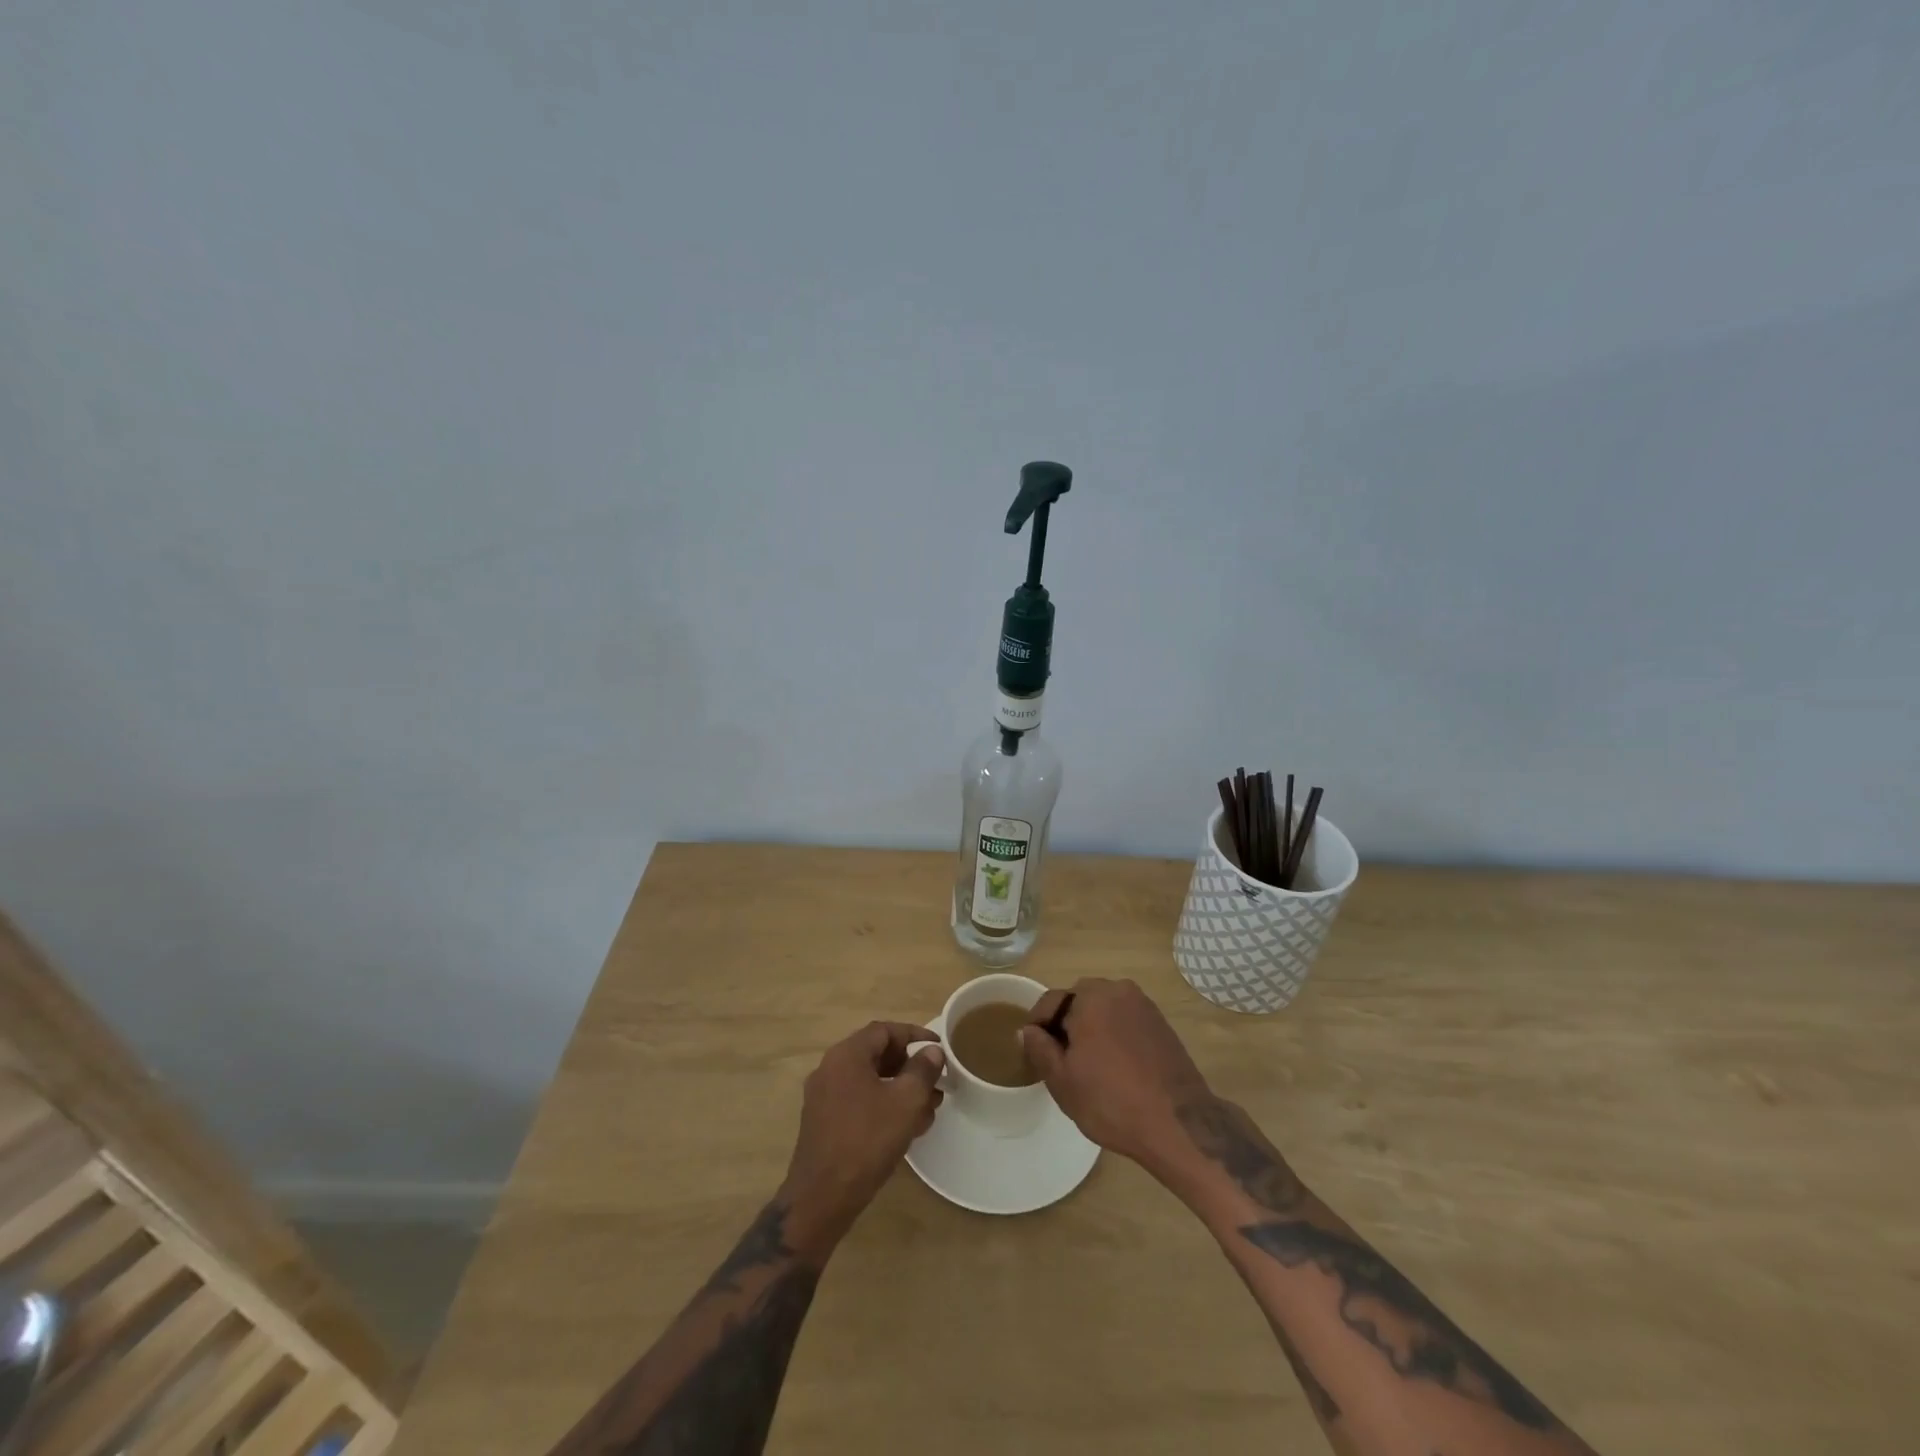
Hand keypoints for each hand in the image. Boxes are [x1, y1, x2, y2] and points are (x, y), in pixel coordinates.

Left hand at [780, 1021, 944, 1253]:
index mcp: (846, 1055)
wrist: (821, 1198)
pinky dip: (883, 1106)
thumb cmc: (866, 1141)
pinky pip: (859, 1102)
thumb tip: (931, 1052)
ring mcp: (824, 1097)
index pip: (884, 1030)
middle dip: (909, 1066)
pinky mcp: (824, 1123)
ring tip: (928, 1108)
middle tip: (936, 1082)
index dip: (914, 1035)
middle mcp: (830, 1069)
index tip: (938, 1048)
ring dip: (900, 1089)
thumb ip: (922, 1071)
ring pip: (869, 1081)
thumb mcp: (905, 1102)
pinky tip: (906, 1128)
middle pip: (876, 1054)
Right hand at [1018, 979, 1211, 1175]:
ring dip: (1093, 1028)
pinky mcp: (1162, 1023)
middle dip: (1066, 1024)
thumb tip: (1028, 1030)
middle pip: (1079, 1001)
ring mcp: (1144, 1005)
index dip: (1037, 1026)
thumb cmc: (1111, 1101)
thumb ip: (1039, 1048)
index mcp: (1089, 997)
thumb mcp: (1062, 1080)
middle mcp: (1117, 990)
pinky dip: (1116, 1035)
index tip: (1034, 1051)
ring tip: (1090, 1065)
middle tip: (1062, 1060)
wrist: (1179, 1124)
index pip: (1051, 1001)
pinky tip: (1117, 1067)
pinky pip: (1126, 1021)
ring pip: (1104, 1010)